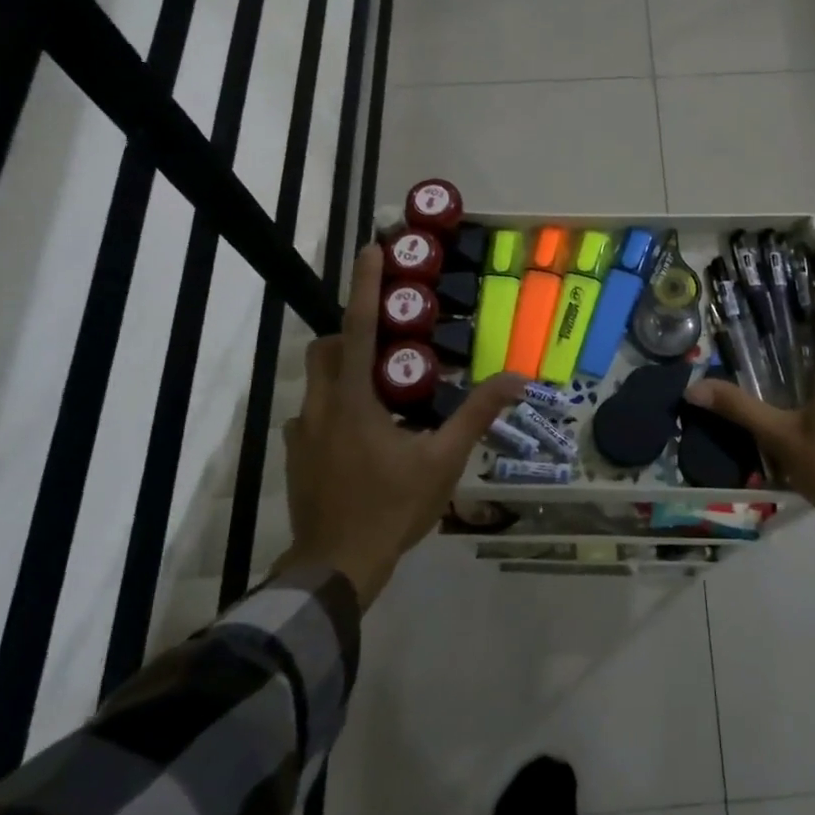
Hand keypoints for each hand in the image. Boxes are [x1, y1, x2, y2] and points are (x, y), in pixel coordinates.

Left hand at [278, 245, 523, 604]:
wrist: (336, 567)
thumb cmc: (392, 508)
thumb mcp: (444, 460)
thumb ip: (478, 415)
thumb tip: (518, 378)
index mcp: (354, 399)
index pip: (359, 327)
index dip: (367, 285)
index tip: (373, 247)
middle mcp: (321, 405)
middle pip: (328, 347)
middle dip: (353, 331)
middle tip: (392, 340)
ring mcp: (302, 432)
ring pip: (318, 379)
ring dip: (345, 368)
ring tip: (385, 389)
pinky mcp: (297, 455)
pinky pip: (315, 411)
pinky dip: (338, 404)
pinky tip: (366, 433)